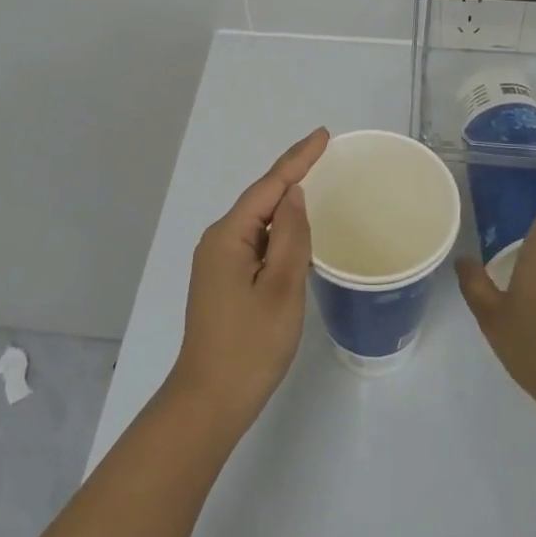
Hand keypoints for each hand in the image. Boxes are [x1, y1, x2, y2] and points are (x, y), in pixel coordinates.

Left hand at [169, 128, 328, 426]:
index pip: (269, 186)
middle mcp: (218, 241)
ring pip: (259, 223)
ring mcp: (217, 262)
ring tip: (317, 185)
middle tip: (325, 154)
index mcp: (229, 237)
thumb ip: (292, 236)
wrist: (209, 401)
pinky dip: (279, 233)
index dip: (298, 159)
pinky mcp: (222, 281)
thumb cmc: (250, 346)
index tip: (324, 135)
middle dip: (292, 175)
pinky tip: (296, 235)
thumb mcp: (282, 288)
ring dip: (286, 206)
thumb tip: (294, 195)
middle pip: (261, 199)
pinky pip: (256, 244)